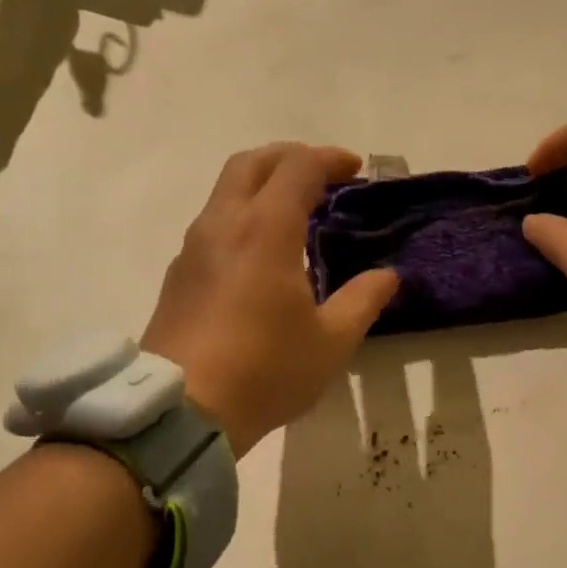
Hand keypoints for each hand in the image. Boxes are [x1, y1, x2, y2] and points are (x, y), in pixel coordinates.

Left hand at [143, 143, 398, 456]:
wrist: (184, 410)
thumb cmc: (266, 371)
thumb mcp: (331, 341)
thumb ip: (363, 300)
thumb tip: (388, 276)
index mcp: (265, 230)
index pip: (298, 168)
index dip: (329, 159)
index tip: (355, 168)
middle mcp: (223, 225)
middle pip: (251, 163)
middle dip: (289, 157)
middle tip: (321, 175)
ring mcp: (193, 248)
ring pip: (226, 191)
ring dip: (262, 185)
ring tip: (294, 212)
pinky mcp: (178, 275)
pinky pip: (213, 224)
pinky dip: (242, 216)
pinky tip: (260, 253)